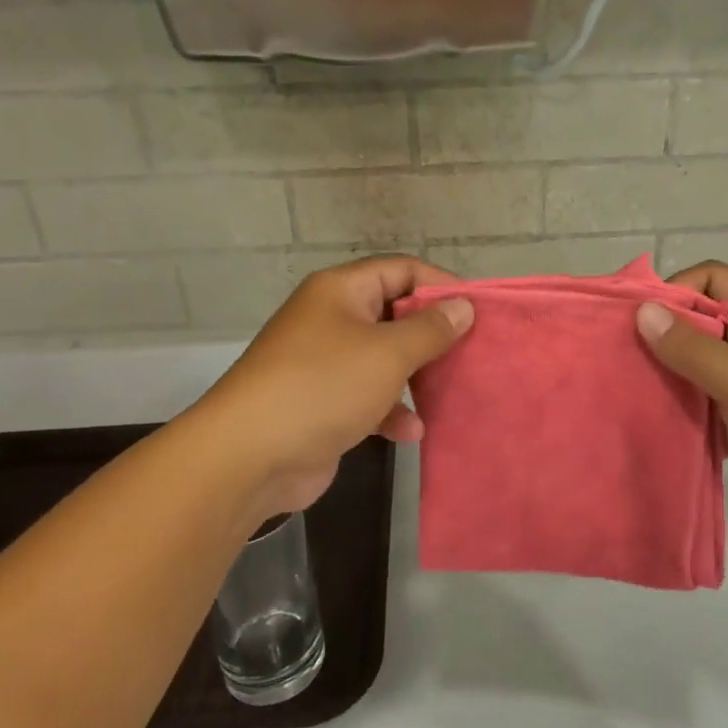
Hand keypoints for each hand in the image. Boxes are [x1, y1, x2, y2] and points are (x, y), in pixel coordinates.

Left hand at [196, 257, 472, 525]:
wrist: (249, 456)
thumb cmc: (323, 387)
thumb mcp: (387, 353)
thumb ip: (430, 329)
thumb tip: (463, 307)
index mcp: (341, 291)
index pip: (401, 270)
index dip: (441, 285)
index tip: (478, 310)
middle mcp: (331, 319)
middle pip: (394, 315)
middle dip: (432, 335)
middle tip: (471, 353)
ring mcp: (324, 363)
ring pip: (384, 359)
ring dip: (415, 377)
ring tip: (449, 392)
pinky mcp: (322, 403)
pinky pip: (368, 396)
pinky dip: (390, 410)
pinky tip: (411, 432)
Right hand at [636, 262, 727, 547]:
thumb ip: (692, 348)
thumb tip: (643, 310)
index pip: (712, 279)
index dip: (673, 289)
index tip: (634, 319)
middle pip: (700, 323)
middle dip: (659, 335)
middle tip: (614, 355)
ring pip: (698, 368)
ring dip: (666, 376)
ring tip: (621, 388)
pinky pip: (704, 407)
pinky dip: (680, 411)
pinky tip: (647, 422)